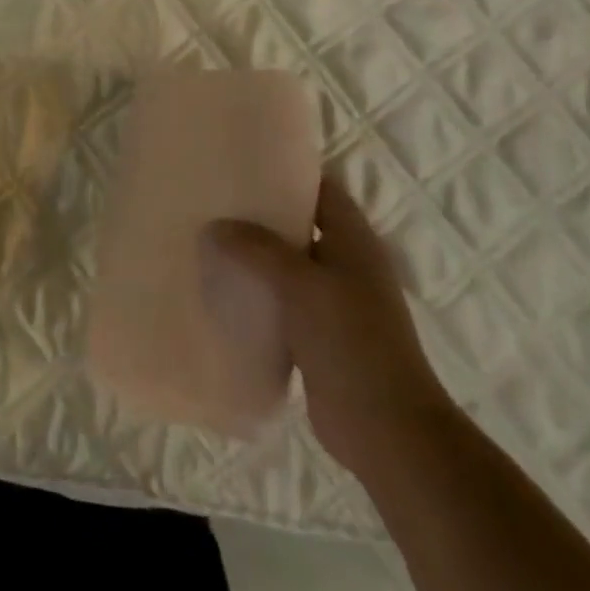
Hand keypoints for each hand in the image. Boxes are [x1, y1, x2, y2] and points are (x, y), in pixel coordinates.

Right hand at [206, 174, 457, 480]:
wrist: (384, 427)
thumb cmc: (351, 342)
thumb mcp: (302, 285)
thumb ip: (258, 250)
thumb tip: (215, 226)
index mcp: (353, 241)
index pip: (321, 189)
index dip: (287, 172)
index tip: (241, 162)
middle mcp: (345, 264)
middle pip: (299, 225)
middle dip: (258, 214)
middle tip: (210, 200)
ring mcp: (332, 301)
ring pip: (285, 265)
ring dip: (252, 255)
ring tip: (205, 239)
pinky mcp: (316, 334)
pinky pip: (278, 301)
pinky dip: (253, 293)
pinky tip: (217, 290)